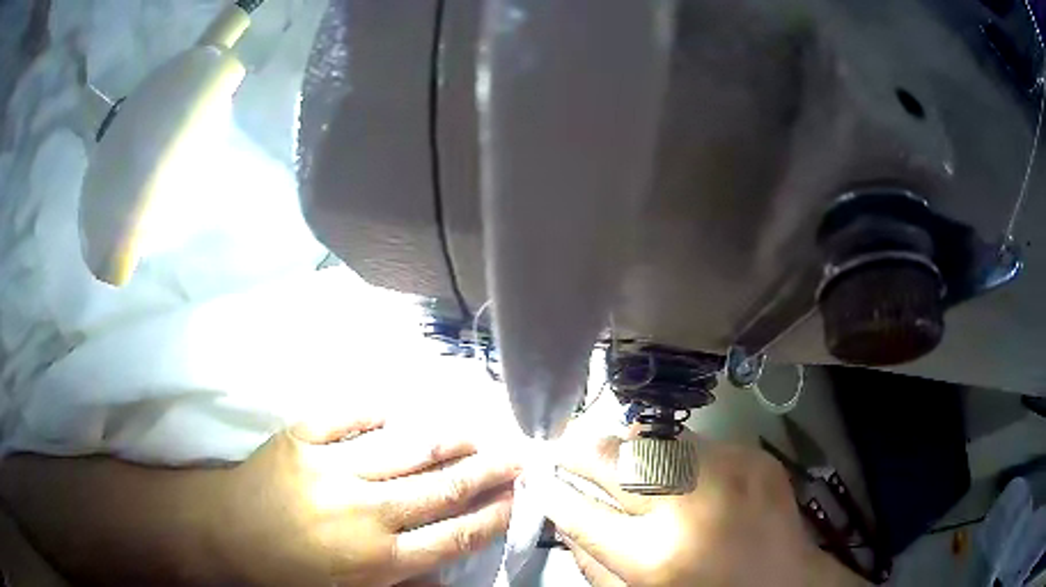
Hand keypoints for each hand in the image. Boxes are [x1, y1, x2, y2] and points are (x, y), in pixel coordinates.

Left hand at [211, 416, 520, 585]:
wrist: (224, 532)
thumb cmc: (287, 573)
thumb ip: (402, 584)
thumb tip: (447, 568)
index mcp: (376, 559)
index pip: (453, 535)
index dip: (492, 515)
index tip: (519, 497)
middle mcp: (363, 512)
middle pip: (440, 489)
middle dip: (487, 472)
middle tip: (517, 454)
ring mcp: (330, 468)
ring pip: (406, 448)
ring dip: (448, 439)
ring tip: (477, 431)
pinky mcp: (302, 438)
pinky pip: (350, 416)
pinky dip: (381, 411)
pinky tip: (402, 409)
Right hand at [532, 432, 864, 586]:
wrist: (785, 582)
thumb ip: (595, 566)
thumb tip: (565, 520)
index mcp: (655, 557)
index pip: (581, 513)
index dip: (553, 491)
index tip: (537, 476)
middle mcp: (689, 506)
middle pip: (614, 461)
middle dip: (578, 450)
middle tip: (561, 445)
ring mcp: (728, 472)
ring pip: (653, 440)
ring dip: (628, 449)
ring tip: (619, 458)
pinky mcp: (753, 456)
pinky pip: (696, 444)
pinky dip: (675, 456)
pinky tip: (679, 473)